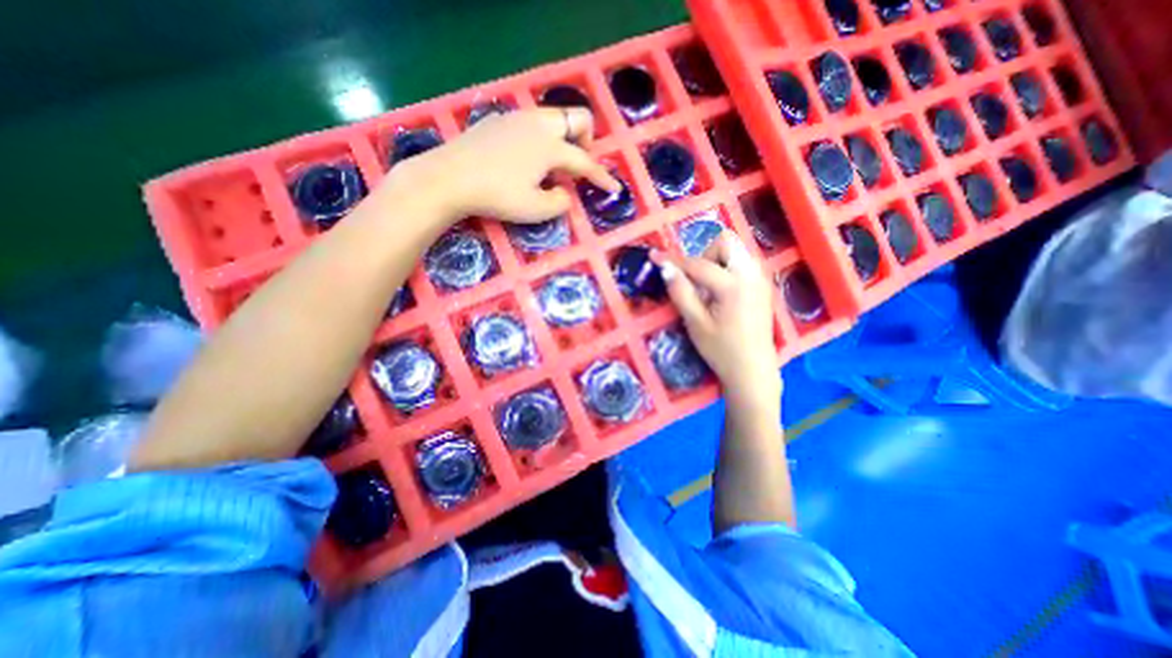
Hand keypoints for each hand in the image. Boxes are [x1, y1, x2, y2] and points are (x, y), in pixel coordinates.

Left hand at [389, 108, 622, 225]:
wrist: (449, 178)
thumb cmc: (498, 196)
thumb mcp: (536, 209)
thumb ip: (560, 202)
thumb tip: (565, 192)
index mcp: (551, 146)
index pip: (585, 162)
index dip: (601, 177)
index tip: (614, 188)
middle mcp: (538, 124)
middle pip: (576, 118)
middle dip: (587, 139)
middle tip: (580, 162)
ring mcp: (516, 118)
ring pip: (553, 116)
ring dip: (564, 136)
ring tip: (555, 162)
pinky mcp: (498, 121)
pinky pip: (531, 122)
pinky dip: (541, 137)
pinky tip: (528, 157)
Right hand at [654, 232, 781, 406]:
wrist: (753, 370)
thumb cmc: (721, 350)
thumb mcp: (695, 323)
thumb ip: (680, 292)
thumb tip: (665, 268)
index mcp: (733, 285)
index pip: (698, 264)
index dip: (673, 261)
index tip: (655, 257)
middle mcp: (751, 274)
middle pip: (726, 242)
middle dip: (705, 255)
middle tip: (695, 280)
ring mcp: (761, 279)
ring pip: (736, 251)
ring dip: (717, 261)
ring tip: (707, 288)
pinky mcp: (764, 286)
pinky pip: (744, 263)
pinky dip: (728, 268)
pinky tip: (722, 292)